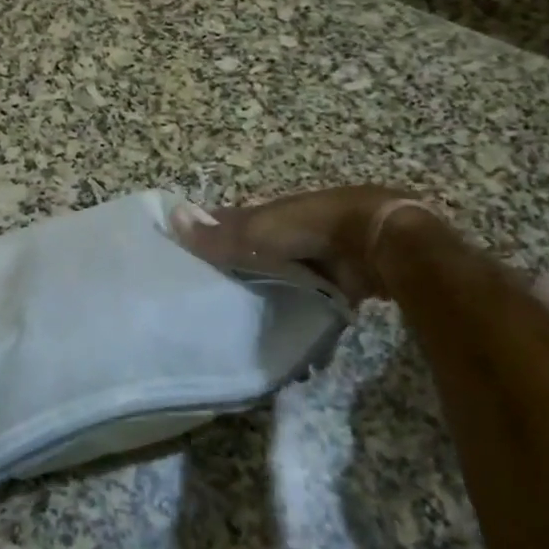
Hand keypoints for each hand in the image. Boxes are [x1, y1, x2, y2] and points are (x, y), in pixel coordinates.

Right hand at [173, 185, 437, 300]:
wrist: (378, 241)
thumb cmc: (312, 228)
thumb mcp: (259, 231)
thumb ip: (219, 234)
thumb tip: (170, 217)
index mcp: (272, 214)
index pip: (233, 223)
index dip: (213, 236)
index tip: (190, 258)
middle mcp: (294, 230)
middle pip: (260, 250)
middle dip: (242, 269)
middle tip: (215, 299)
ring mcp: (321, 255)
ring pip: (286, 274)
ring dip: (272, 292)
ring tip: (246, 323)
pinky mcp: (343, 280)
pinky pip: (313, 296)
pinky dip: (301, 310)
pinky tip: (289, 334)